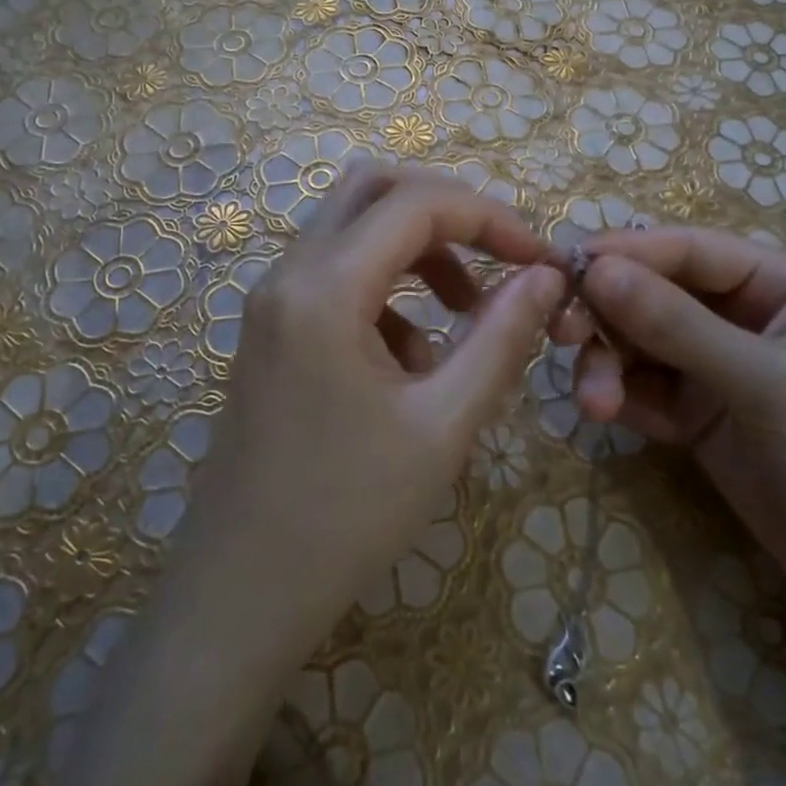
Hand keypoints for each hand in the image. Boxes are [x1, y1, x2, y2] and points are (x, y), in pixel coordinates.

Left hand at [176, 162, 565, 660]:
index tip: (541, 258)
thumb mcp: (445, 424)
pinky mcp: (272, 329)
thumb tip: (546, 275)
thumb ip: (502, 337)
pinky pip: (337, 273)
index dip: (491, 217)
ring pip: (353, 226)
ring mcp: (272, 300)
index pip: (417, 204)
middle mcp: (288, 273)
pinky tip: (413, 359)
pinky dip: (388, 288)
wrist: (239, 596)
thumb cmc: (347, 515)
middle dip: (449, 211)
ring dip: (418, 248)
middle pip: (374, 189)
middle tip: (500, 257)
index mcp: (324, 287)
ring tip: (466, 312)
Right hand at [568, 226, 785, 624]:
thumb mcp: (766, 384)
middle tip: (561, 335)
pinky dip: (620, 396)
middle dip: (607, 314)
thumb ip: (678, 325)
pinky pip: (643, 386)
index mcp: (780, 283)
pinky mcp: (698, 412)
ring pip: (638, 341)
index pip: (688, 250)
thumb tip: (596, 269)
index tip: (563, 268)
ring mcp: (717, 364)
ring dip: (607, 364)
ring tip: (597, 404)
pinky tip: (610, 417)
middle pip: (653, 292)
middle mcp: (743, 314)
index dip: (625, 254)